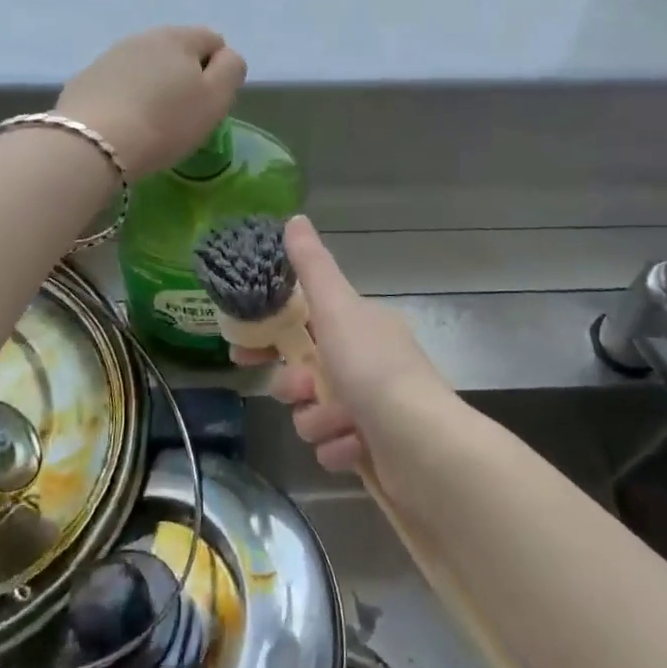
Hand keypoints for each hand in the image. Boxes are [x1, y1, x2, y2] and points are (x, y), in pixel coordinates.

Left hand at [56, 26, 245, 178]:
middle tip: (181, 114)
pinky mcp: (86, 79)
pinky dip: (125, 97)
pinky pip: (118, 83)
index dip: (218, 71)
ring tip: (150, 121)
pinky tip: (123, 123)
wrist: (92, 144)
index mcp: (180, 37)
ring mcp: (110, 56)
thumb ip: (230, 69)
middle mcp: (144, 36)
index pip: (214, 41)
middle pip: (177, 51)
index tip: (207, 103)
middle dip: (183, 76)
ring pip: (145, 66)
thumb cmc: (165, 123)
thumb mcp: (216, 99)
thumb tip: (225, 56)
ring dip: (153, 85)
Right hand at [233, 217, 453, 478]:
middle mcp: (368, 362)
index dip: (273, 335)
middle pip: (306, 371)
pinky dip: (340, 449)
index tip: (243, 352)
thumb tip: (294, 218)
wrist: (424, 447)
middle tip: (298, 391)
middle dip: (295, 385)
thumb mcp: (337, 308)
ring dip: (319, 420)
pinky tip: (355, 448)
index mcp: (361, 326)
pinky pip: (335, 447)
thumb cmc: (374, 369)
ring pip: (315, 412)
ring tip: (339, 423)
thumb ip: (312, 267)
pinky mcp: (375, 449)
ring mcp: (373, 408)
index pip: (306, 323)